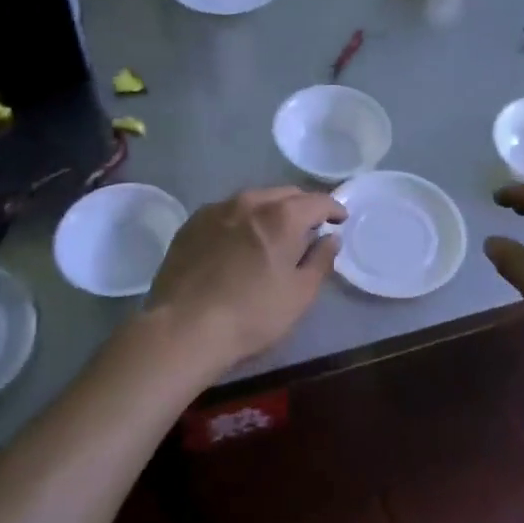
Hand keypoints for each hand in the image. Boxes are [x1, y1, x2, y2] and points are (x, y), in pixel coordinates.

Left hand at [145, 187, 346, 370]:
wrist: (183, 328)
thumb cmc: (252, 314)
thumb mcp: (299, 294)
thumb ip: (320, 261)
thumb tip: (330, 238)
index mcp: (282, 216)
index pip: (318, 201)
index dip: (334, 209)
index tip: (340, 220)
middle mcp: (249, 201)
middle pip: (285, 194)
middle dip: (302, 207)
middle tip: (310, 228)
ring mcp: (216, 209)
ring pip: (254, 200)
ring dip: (270, 210)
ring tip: (274, 233)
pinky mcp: (192, 223)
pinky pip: (227, 212)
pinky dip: (242, 220)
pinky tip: (239, 241)